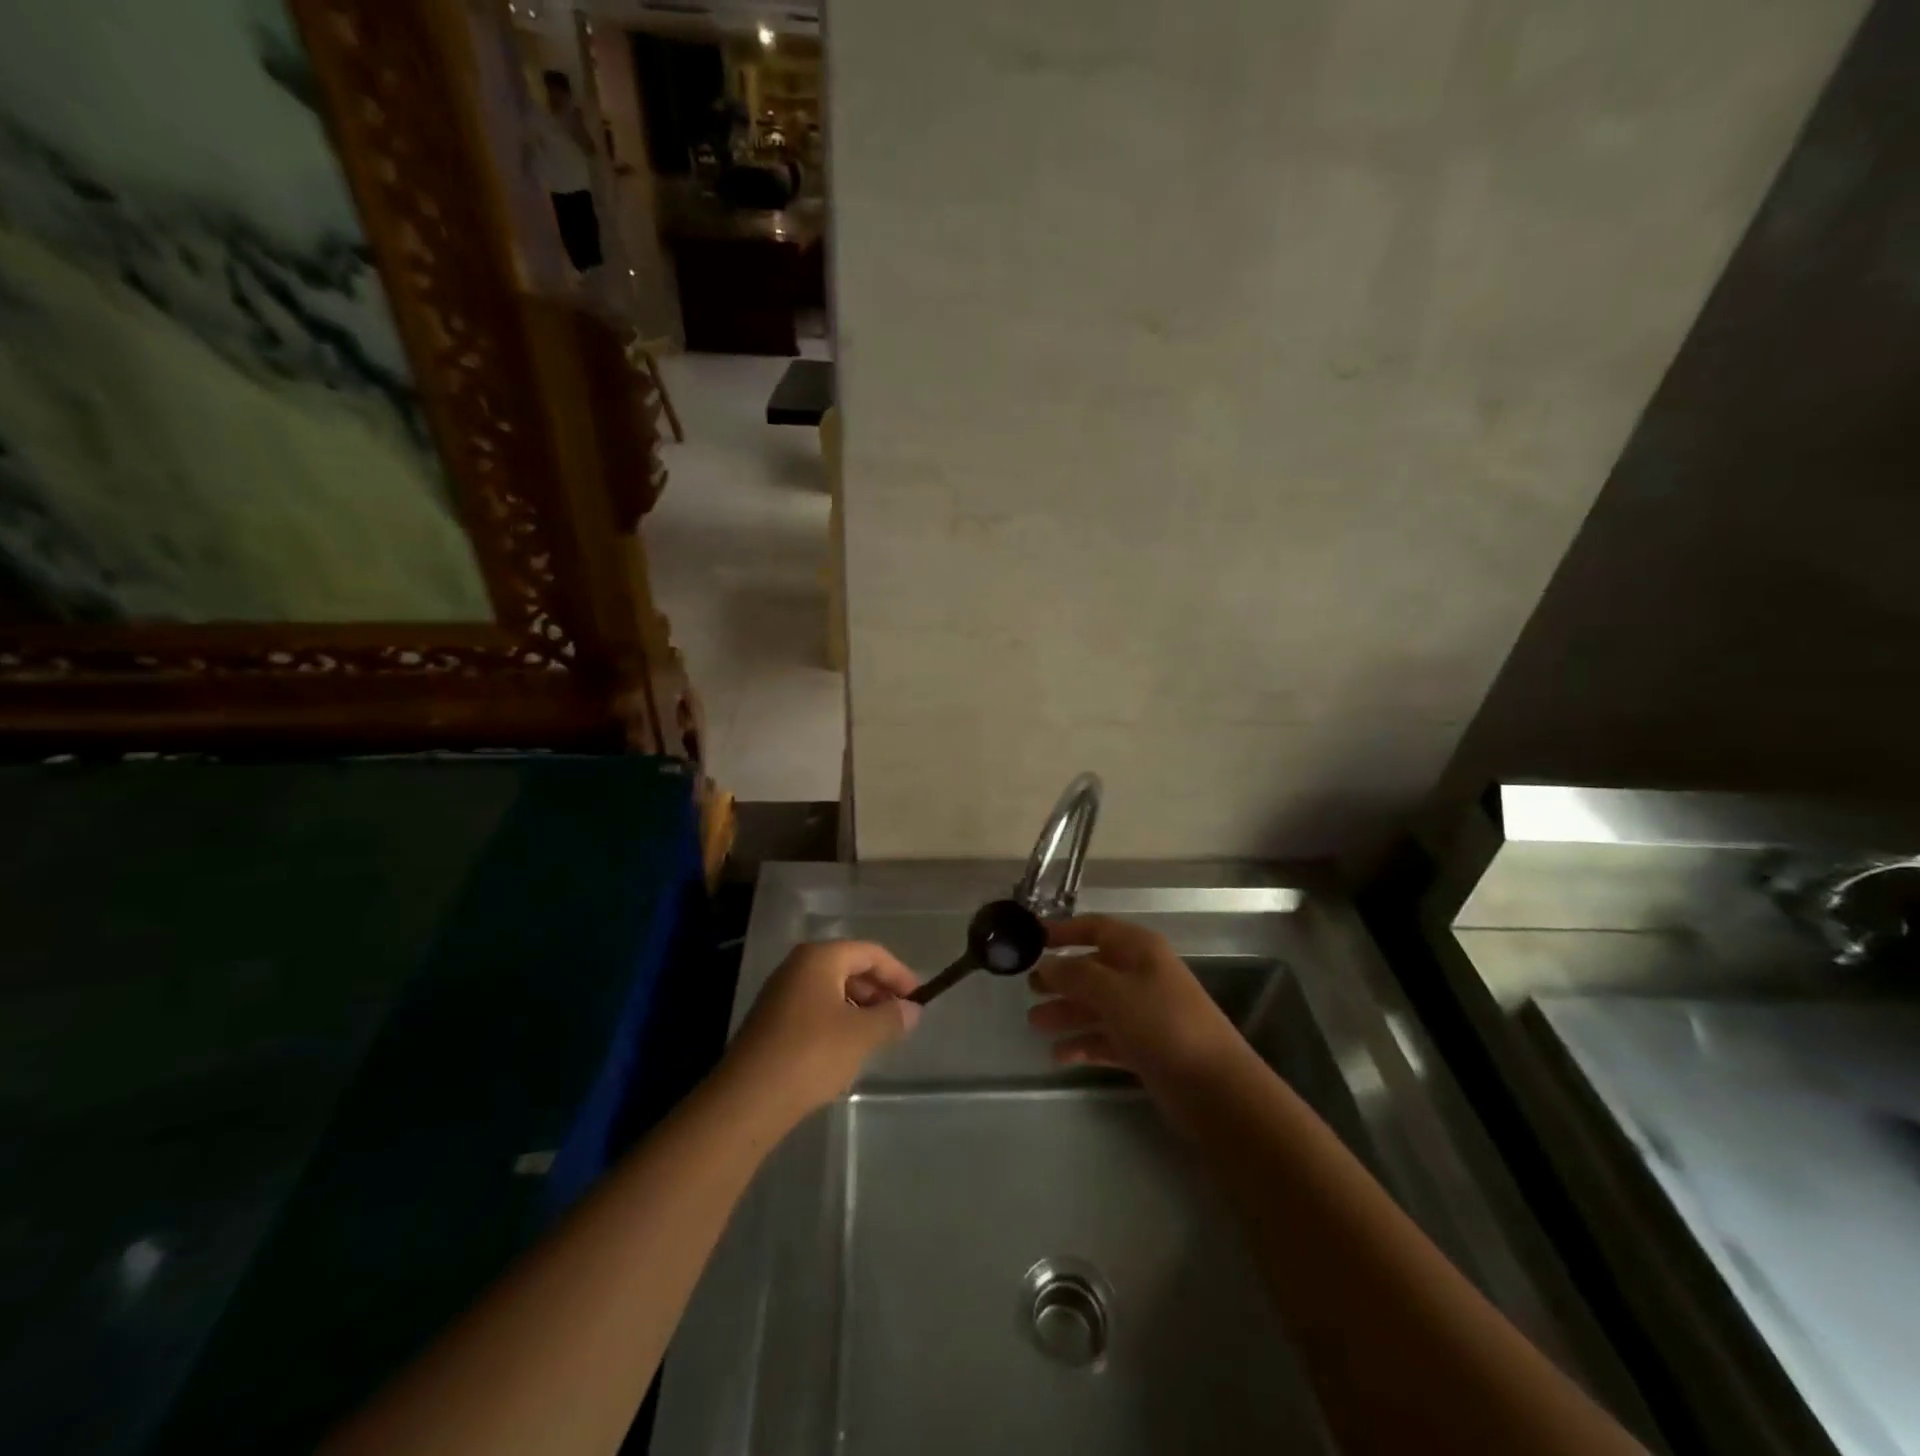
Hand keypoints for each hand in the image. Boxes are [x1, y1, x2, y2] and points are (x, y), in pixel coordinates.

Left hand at [723, 940, 920, 1123]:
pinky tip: (846, 1048)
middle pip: (849, 967)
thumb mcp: (861, 1035)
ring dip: (859, 1006)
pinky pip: (814, 1008)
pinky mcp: (771, 1021)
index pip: (870, 952)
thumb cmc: (811, 1054)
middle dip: (878, 989)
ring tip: (878, 1034)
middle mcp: (797, 966)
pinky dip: (837, 1020)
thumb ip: (891, 1017)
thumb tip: (912, 1009)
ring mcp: (780, 993)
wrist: (748, 1099)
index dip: (898, 973)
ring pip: (831, 989)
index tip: (918, 998)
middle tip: (901, 1016)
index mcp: (819, 958)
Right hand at [1027, 916, 1245, 1092]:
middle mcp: (1142, 975)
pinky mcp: (1146, 1048)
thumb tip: (1046, 964)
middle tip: (1029, 989)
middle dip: (1061, 978)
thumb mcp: (1114, 992)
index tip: (1032, 939)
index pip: (1096, 928)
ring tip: (1035, 1024)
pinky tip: (1059, 1055)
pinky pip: (1107, 1039)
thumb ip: (1075, 975)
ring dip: (1067, 1013)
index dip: (1065, 931)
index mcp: (1140, 950)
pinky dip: (1084, 1044)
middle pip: (1094, 969)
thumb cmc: (1163, 1024)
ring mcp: (1145, 1013)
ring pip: (1097, 1006)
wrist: (1215, 1088)